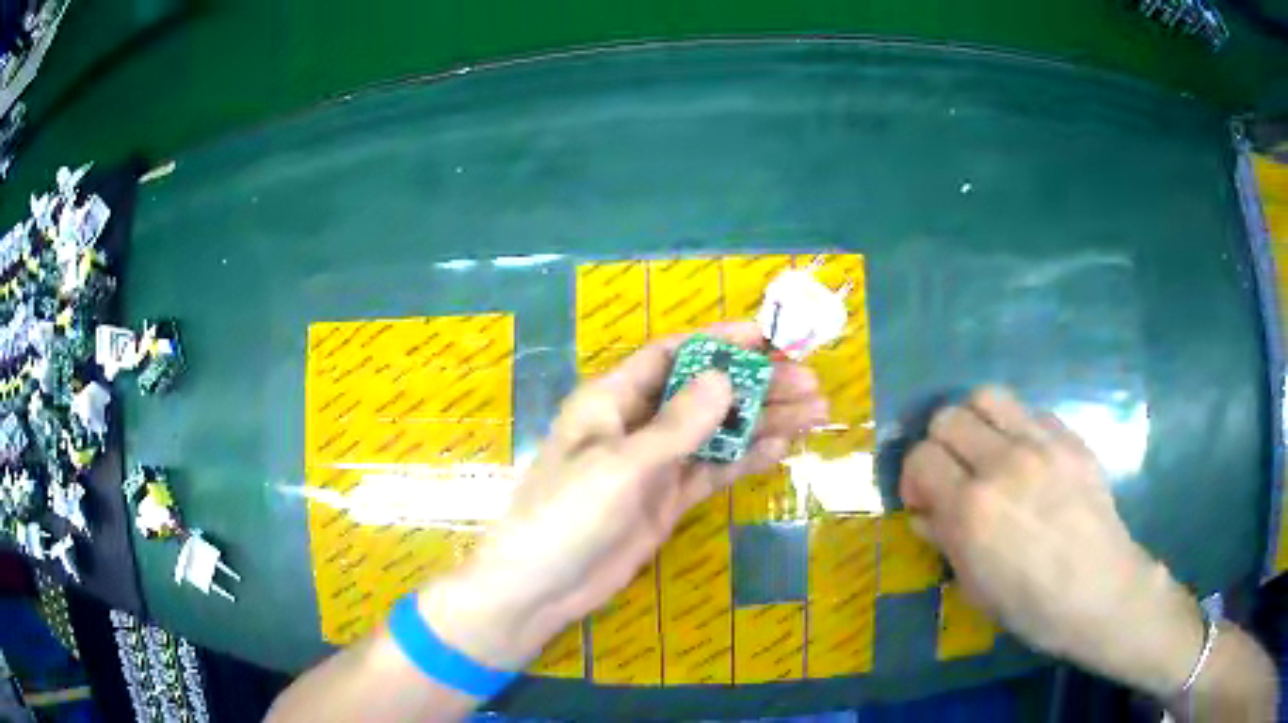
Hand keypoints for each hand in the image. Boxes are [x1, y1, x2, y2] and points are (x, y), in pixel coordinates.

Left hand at [424, 322, 826, 669]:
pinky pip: (714, 470)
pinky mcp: (667, 498)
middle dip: (757, 384)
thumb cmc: (568, 514)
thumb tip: (726, 376)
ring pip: (717, 431)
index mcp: (613, 399)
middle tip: (811, 383)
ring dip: (763, 420)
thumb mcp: (622, 464)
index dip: (722, 342)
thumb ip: (678, 424)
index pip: (674, 355)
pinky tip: (784, 447)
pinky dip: (747, 458)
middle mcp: (637, 423)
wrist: (543, 586)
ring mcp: (656, 463)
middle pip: (705, 391)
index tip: (772, 338)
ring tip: (816, 412)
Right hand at [900, 387, 1202, 697]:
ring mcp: (1041, 444)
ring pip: (987, 397)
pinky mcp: (1069, 438)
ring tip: (983, 451)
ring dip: (974, 420)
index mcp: (972, 509)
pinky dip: (1014, 428)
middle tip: (951, 474)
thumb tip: (924, 512)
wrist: (1101, 591)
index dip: (914, 477)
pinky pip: (1028, 411)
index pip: (921, 458)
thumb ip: (944, 540)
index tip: (925, 500)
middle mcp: (1002, 463)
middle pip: (948, 417)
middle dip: (938, 445)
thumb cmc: (1032, 605)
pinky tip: (1024, 457)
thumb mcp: (974, 587)